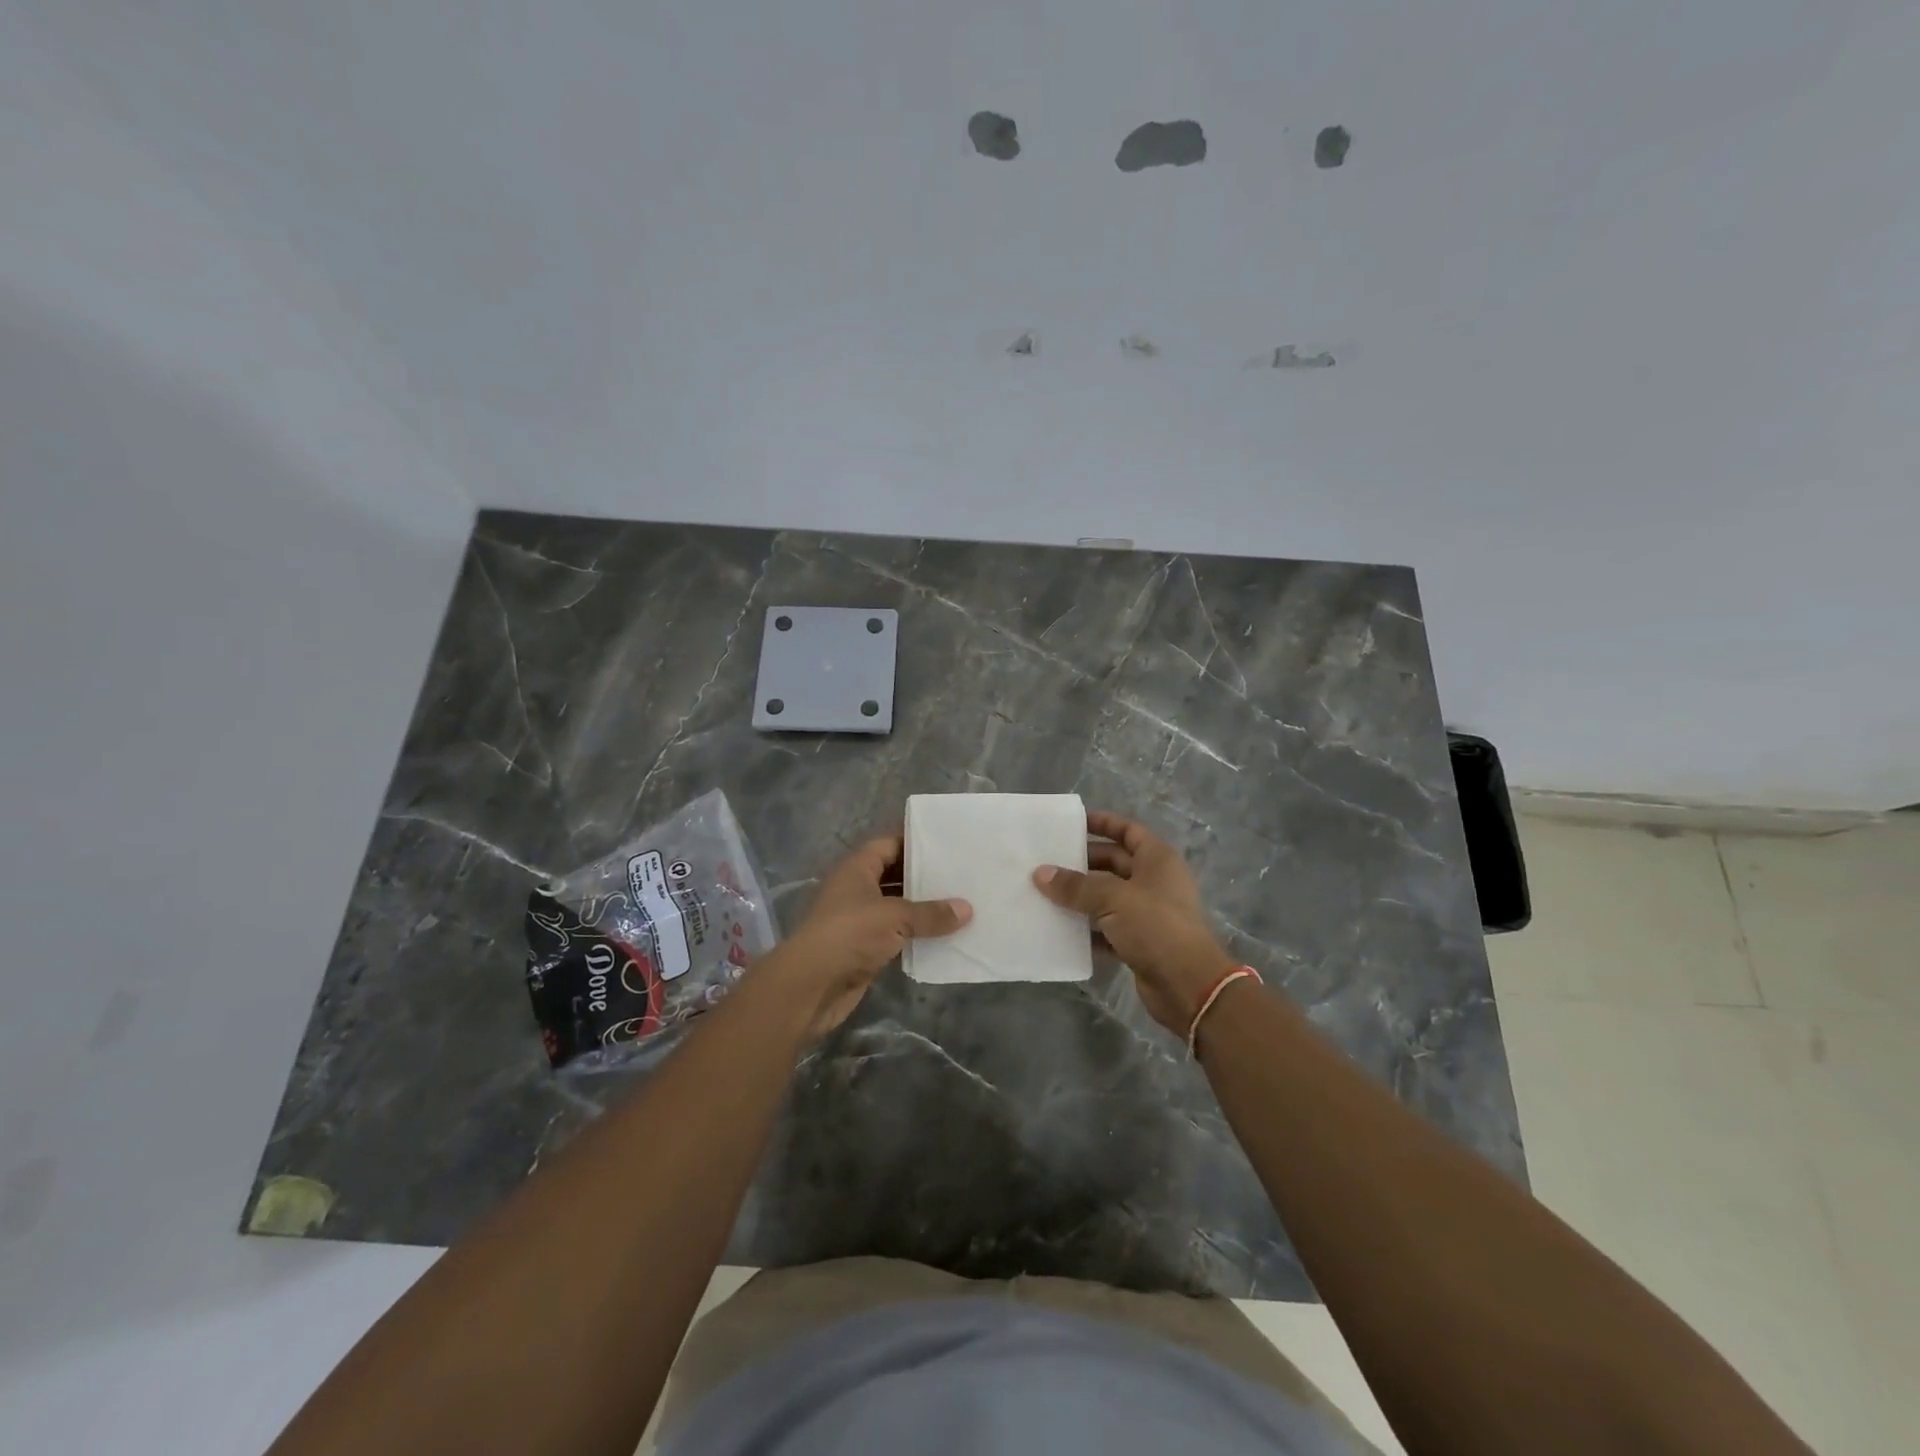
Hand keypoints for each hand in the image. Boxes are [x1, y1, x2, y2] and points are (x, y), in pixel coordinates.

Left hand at [751, 834, 970, 1040]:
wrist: (811, 986)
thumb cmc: (849, 934)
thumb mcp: (894, 917)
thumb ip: (931, 913)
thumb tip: (967, 909)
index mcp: (856, 869)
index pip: (889, 844)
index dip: (915, 842)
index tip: (948, 843)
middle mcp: (856, 890)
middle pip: (894, 875)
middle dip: (924, 877)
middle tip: (962, 874)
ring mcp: (859, 920)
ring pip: (896, 907)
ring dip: (922, 909)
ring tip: (960, 904)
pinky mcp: (864, 948)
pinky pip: (896, 935)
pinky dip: (916, 935)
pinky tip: (944, 936)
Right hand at [1033, 810, 1236, 1033]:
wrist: (1189, 986)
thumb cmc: (1156, 927)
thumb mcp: (1113, 899)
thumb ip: (1076, 886)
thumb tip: (1040, 873)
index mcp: (1157, 860)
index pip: (1128, 831)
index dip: (1103, 823)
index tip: (1071, 823)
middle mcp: (1155, 882)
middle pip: (1114, 863)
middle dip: (1083, 862)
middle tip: (1047, 862)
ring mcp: (1148, 914)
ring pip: (1108, 898)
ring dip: (1081, 897)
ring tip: (1044, 893)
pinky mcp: (1140, 943)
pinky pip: (1108, 930)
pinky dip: (1087, 930)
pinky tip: (1060, 929)